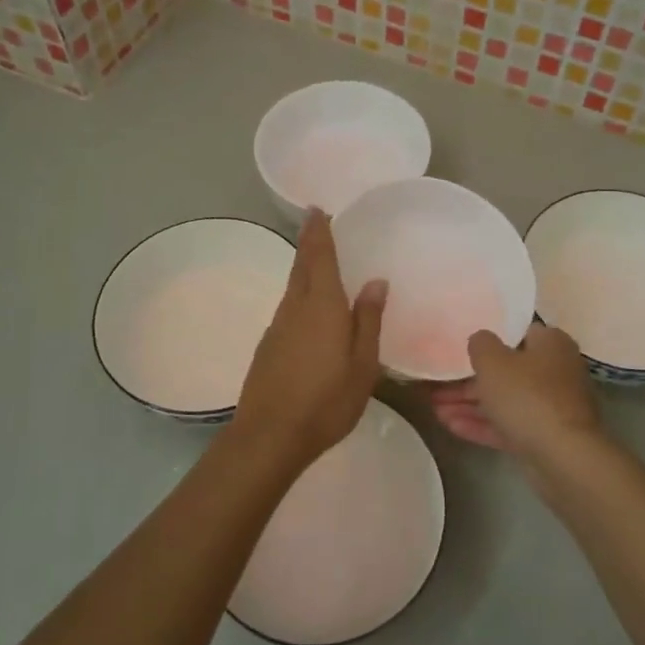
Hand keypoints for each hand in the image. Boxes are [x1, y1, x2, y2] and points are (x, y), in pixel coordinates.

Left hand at [229, 210, 386, 470]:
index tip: (317, 209)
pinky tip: (309, 307)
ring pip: (293, 287)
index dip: (319, 232)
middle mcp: (296, 308)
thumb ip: (368, 320)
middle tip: (316, 223)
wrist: (270, 435)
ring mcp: (277, 327)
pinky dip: (300, 295)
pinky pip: (288, 308)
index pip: (320, 258)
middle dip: (309, 243)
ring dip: (304, 268)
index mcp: (322, 306)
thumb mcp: (362, 364)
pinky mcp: (268, 346)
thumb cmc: (326, 400)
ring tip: (317, 259)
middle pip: (302, 267)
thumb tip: (375, 282)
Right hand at [429, 324, 600, 464]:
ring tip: (435, 407)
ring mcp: (551, 406)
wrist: (562, 457)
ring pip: (504, 400)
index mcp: (551, 344)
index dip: (488, 339)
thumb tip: (480, 339)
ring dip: (470, 404)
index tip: (461, 347)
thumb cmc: (527, 396)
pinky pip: (508, 424)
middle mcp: (555, 371)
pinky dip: (482, 424)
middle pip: (507, 370)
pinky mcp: (544, 436)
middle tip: (438, 384)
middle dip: (469, 379)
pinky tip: (450, 426)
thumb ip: (480, 344)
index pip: (516, 333)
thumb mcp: (493, 361)